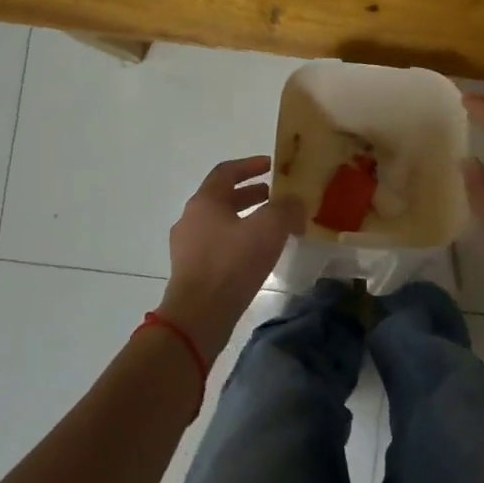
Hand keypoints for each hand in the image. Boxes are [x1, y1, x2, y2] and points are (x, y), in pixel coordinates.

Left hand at [158, 157, 303, 360]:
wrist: (198, 317)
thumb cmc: (231, 264)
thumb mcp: (268, 230)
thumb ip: (285, 209)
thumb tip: (296, 201)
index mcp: (204, 202)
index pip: (227, 172)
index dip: (251, 165)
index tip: (272, 165)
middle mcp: (191, 219)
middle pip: (223, 198)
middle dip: (252, 195)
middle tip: (277, 198)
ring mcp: (188, 247)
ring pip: (222, 224)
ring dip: (247, 220)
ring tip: (273, 228)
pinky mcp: (192, 272)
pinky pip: (219, 246)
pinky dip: (240, 242)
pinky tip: (258, 256)